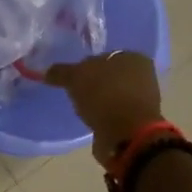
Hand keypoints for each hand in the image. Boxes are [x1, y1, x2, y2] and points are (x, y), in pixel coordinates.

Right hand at [45, 52, 163, 168]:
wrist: (127, 134)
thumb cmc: (104, 95)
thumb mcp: (75, 77)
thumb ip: (61, 72)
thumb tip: (48, 72)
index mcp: (133, 57)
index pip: (103, 56)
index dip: (85, 65)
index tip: (71, 77)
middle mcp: (143, 75)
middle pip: (109, 75)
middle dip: (93, 83)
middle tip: (74, 92)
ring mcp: (143, 99)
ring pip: (112, 94)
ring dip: (99, 100)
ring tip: (82, 108)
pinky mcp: (138, 120)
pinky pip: (114, 112)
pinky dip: (104, 115)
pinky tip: (92, 120)